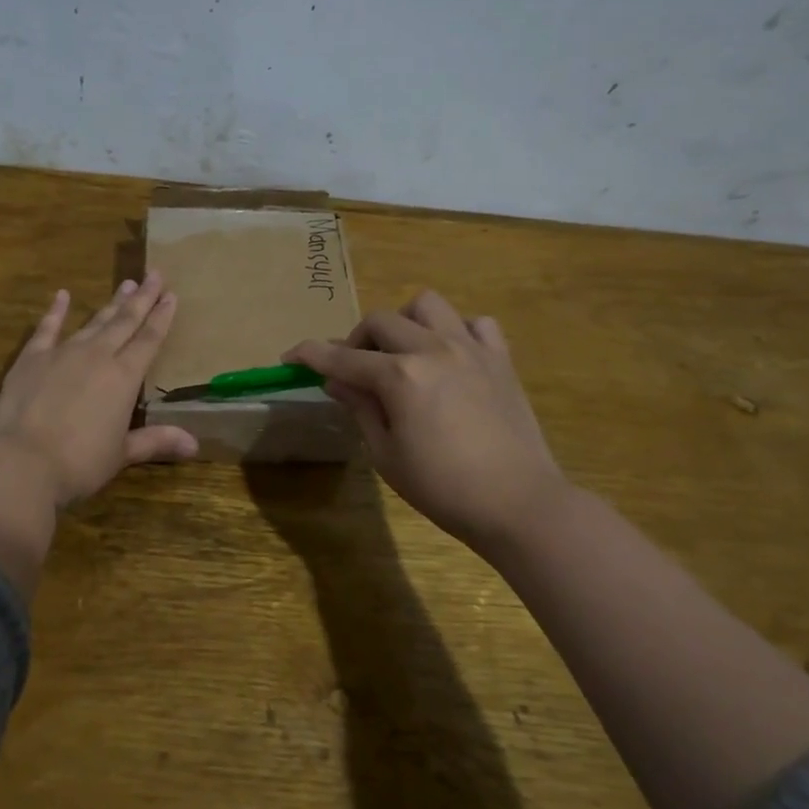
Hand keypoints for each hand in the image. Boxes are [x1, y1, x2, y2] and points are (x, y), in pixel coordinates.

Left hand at [0, 269, 197, 507]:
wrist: (21, 462)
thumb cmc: (79, 463)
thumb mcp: (121, 454)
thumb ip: (156, 441)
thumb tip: (195, 446)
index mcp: (124, 377)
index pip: (149, 340)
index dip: (162, 317)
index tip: (171, 295)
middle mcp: (97, 356)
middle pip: (125, 322)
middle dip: (142, 298)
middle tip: (154, 274)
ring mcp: (62, 353)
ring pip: (93, 321)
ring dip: (110, 303)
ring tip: (125, 284)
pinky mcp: (31, 359)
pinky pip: (47, 328)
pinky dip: (55, 311)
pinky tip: (62, 295)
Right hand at [285, 290, 568, 549]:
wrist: (518, 503)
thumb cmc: (443, 488)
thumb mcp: (386, 454)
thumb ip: (360, 408)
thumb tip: (336, 381)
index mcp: (400, 376)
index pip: (341, 357)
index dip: (310, 355)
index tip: (290, 356)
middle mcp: (433, 349)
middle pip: (380, 320)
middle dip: (356, 340)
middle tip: (355, 371)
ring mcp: (471, 348)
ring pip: (427, 305)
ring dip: (405, 322)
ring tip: (404, 353)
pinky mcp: (500, 359)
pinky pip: (476, 324)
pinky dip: (457, 332)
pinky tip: (451, 358)